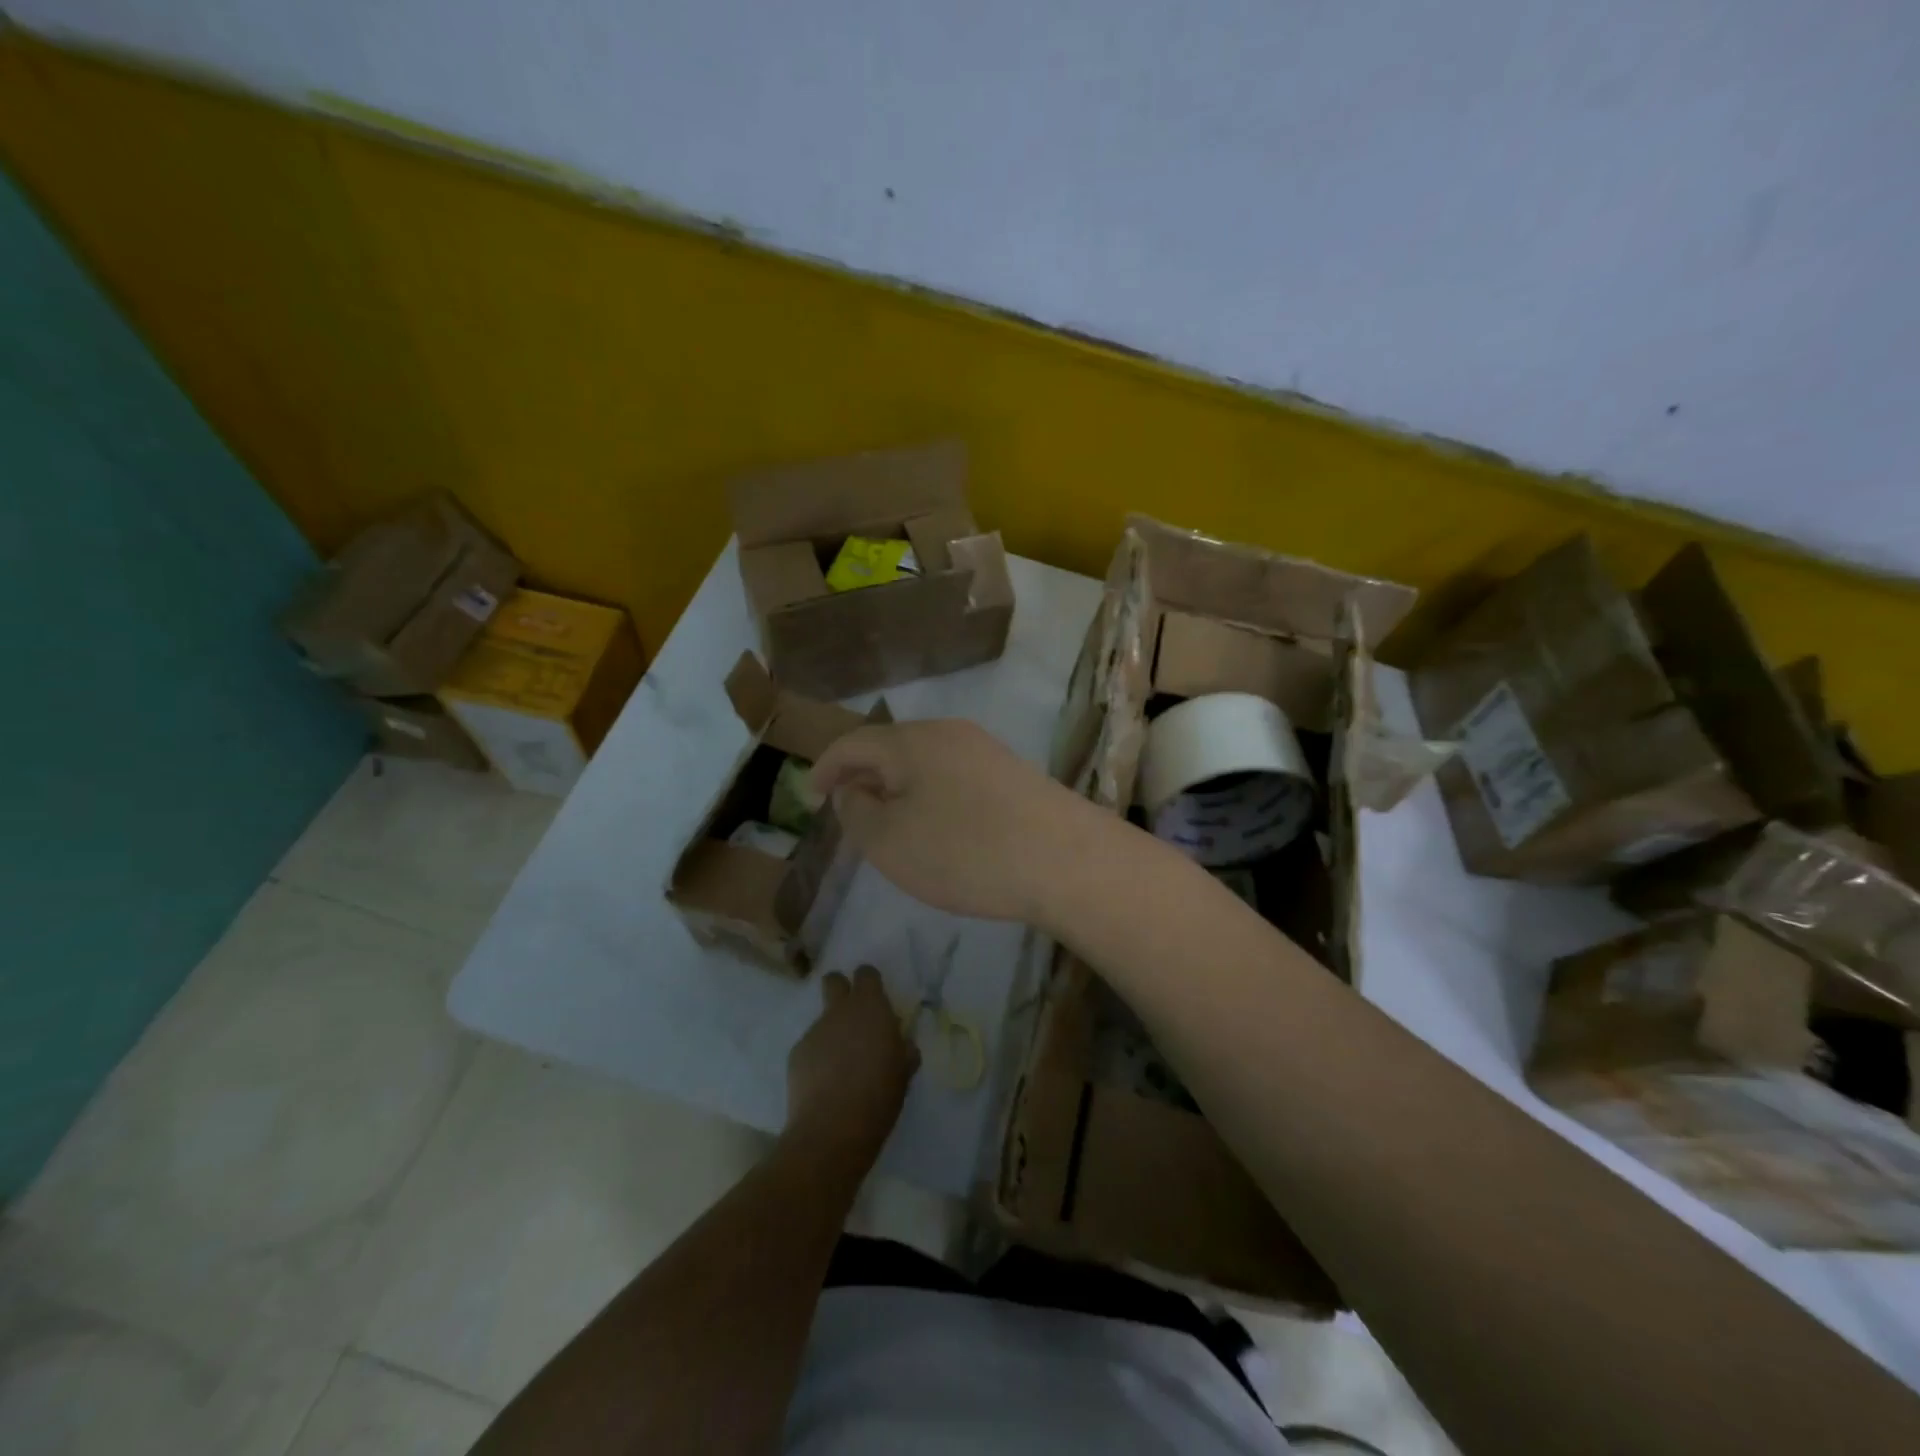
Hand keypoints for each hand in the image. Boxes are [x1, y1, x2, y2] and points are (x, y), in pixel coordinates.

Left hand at [786, 967, 917, 1159]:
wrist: (832, 1129)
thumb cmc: (879, 1096)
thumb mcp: (904, 1071)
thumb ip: (902, 1049)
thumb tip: (901, 1043)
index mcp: (871, 1008)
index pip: (866, 974)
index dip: (869, 983)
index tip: (876, 1001)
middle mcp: (840, 1011)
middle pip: (834, 980)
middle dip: (841, 990)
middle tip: (853, 1018)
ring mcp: (814, 1030)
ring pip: (823, 1019)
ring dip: (832, 1033)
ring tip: (841, 1067)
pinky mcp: (796, 1053)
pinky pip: (811, 1046)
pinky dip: (818, 1058)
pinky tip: (824, 1084)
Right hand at [809, 720, 1106, 923]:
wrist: (1066, 860)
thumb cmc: (964, 851)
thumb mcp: (889, 841)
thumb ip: (857, 812)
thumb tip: (852, 791)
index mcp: (911, 741)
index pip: (853, 743)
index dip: (825, 769)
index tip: (810, 800)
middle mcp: (949, 733)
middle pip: (892, 748)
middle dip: (865, 778)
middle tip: (851, 816)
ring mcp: (987, 751)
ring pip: (926, 764)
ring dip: (901, 790)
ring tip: (894, 828)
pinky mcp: (1015, 775)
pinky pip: (956, 778)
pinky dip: (933, 798)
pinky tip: (942, 832)